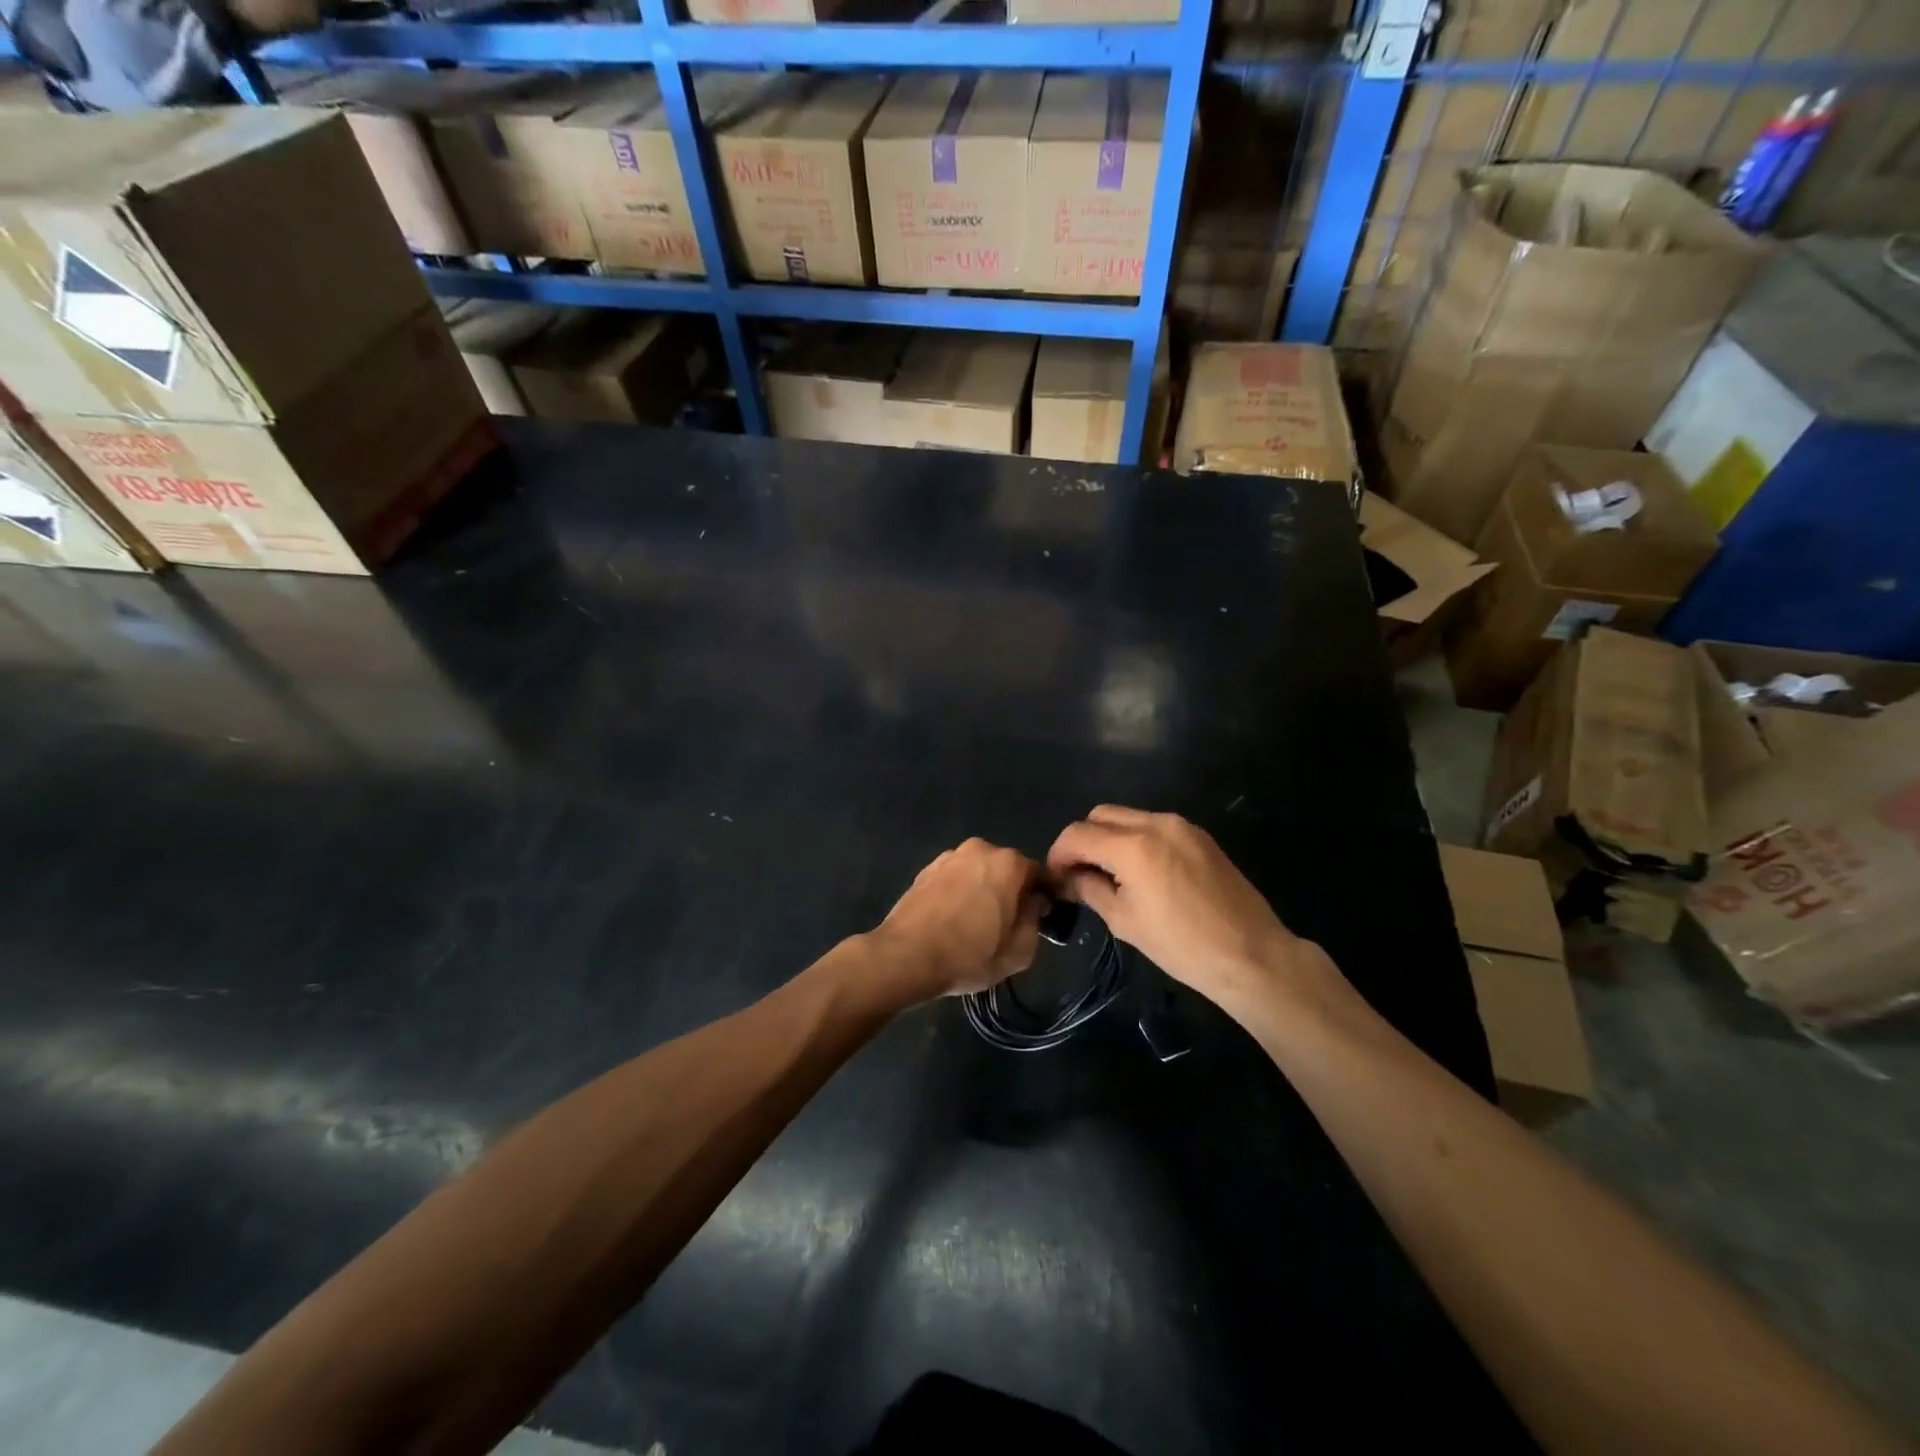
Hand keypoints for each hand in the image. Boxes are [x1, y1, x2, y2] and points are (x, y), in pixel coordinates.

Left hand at [873, 839, 1046, 1000]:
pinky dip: (956, 894)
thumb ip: (1034, 921)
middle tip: (1002, 926)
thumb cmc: (969, 955)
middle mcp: (979, 849)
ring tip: (971, 925)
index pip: (1036, 875)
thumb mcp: (1020, 951)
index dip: (1037, 898)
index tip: (1032, 920)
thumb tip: (1032, 904)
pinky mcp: (924, 870)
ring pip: (976, 873)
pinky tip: (949, 921)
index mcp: (1008, 863)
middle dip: (1007, 891)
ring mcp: (948, 857)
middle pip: (1004, 870)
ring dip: (979, 891)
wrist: (906, 956)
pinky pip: (952, 880)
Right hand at [1047, 806, 1323, 1011]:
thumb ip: (1090, 889)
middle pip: (1100, 815)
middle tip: (1080, 873)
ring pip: (1128, 817)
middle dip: (1083, 840)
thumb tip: (1068, 878)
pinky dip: (1137, 840)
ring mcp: (1182, 826)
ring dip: (1110, 838)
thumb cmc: (1182, 946)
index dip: (1059, 853)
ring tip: (1111, 874)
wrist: (1251, 954)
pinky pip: (1154, 826)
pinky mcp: (1200, 836)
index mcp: (1132, 846)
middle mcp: (1156, 823)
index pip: (1078, 834)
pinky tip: (1143, 873)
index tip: (1056, 877)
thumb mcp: (1125, 921)